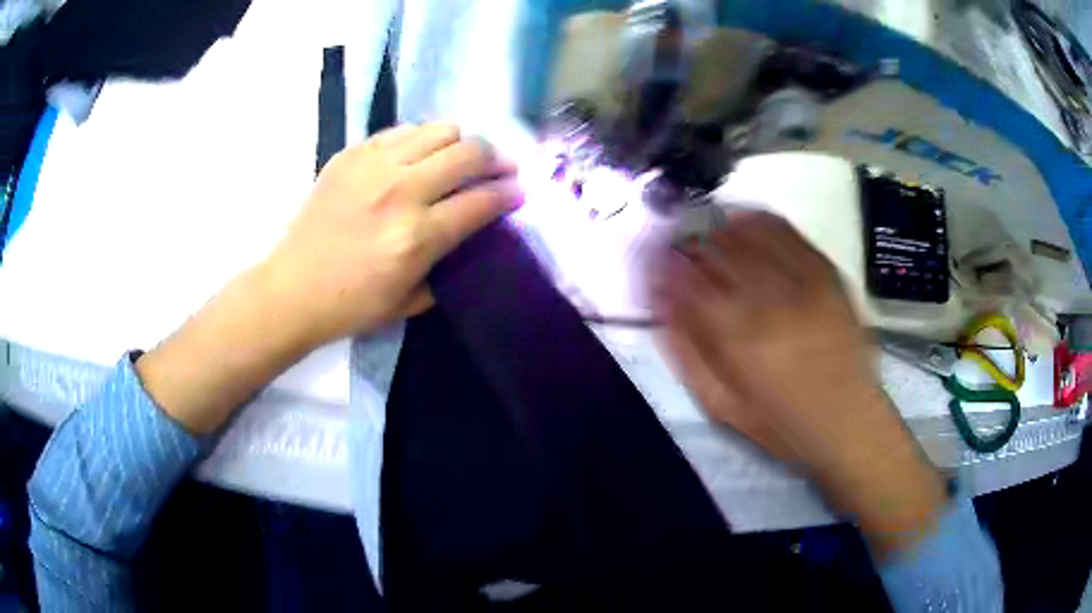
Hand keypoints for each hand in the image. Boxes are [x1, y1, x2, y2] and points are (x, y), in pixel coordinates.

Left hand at [139, 124, 519, 434]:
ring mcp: (374, 166)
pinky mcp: (351, 154)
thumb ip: (448, 262)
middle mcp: (401, 190)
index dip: (509, 194)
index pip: (482, 201)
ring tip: (460, 158)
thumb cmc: (350, 305)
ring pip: (439, 130)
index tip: (519, 193)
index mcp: (417, 236)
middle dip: (496, 158)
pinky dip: (421, 140)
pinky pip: (402, 131)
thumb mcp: (410, 301)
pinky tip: (419, 156)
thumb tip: (471, 231)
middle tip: (500, 168)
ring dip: (460, 143)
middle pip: (469, 152)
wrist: (292, 288)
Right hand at [650, 211, 945, 557]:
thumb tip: (662, 309)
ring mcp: (800, 281)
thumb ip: (689, 356)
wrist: (850, 421)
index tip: (652, 262)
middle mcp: (767, 299)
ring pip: (746, 235)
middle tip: (674, 243)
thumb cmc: (784, 425)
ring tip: (704, 229)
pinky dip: (759, 220)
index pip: (686, 282)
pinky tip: (744, 220)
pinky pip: (786, 232)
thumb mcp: (725, 407)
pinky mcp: (825, 273)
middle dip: (686, 242)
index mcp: (737, 336)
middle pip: (714, 251)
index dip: (662, 266)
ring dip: (717, 227)